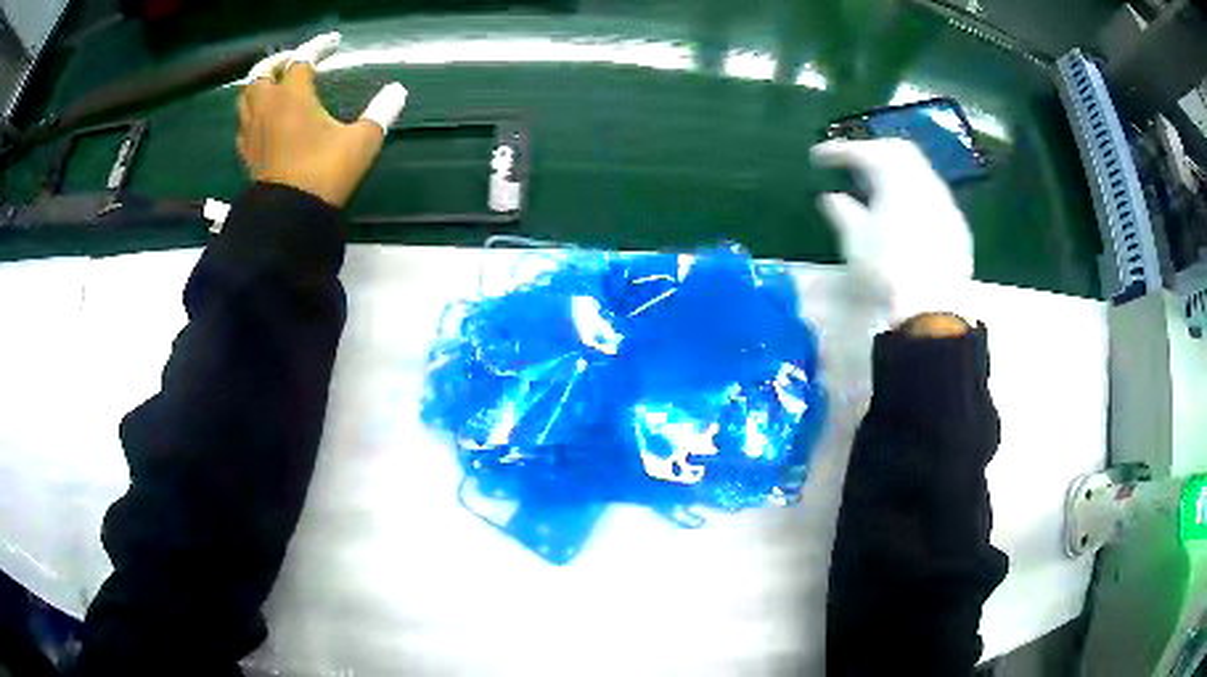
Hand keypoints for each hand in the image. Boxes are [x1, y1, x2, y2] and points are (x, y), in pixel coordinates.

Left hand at [238, 32, 407, 206]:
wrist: (290, 216)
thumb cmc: (325, 173)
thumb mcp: (362, 141)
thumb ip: (381, 112)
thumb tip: (398, 92)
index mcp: (293, 96)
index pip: (303, 59)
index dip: (318, 46)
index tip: (333, 44)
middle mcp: (267, 107)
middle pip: (263, 72)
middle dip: (279, 61)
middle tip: (295, 61)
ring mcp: (252, 131)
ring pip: (247, 95)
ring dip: (260, 84)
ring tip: (275, 85)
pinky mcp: (246, 153)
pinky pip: (243, 122)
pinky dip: (252, 111)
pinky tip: (263, 118)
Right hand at [811, 138, 973, 325]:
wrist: (932, 309)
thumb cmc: (887, 271)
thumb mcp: (855, 241)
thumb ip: (842, 212)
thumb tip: (831, 198)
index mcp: (897, 180)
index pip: (865, 152)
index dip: (839, 151)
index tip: (817, 157)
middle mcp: (925, 183)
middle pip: (899, 150)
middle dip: (873, 151)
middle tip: (853, 163)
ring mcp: (946, 205)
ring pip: (921, 173)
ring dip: (897, 174)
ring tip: (879, 190)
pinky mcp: (958, 228)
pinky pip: (934, 198)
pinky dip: (915, 196)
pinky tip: (906, 217)